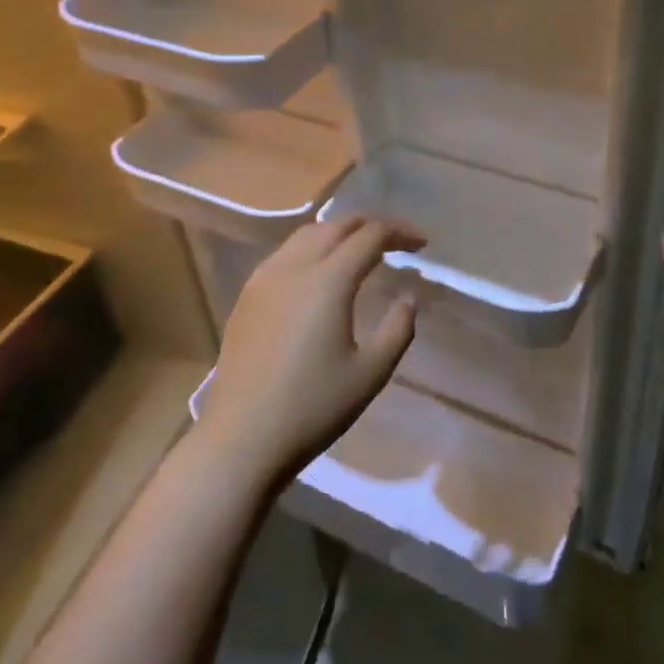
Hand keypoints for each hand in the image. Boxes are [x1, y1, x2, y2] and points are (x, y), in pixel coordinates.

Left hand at [197, 216, 421, 484]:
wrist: (242, 438)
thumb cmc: (312, 408)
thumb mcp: (370, 373)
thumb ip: (397, 329)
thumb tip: (408, 298)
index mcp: (328, 281)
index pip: (370, 235)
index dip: (400, 232)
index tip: (421, 244)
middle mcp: (295, 266)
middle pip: (337, 226)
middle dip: (370, 226)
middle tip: (396, 244)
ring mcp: (265, 278)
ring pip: (307, 234)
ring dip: (339, 233)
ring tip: (360, 252)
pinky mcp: (248, 295)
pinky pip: (285, 253)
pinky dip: (312, 248)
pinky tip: (320, 273)